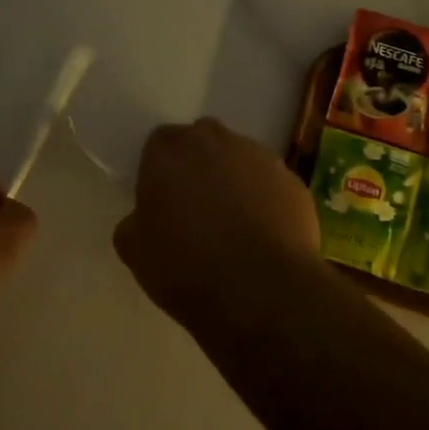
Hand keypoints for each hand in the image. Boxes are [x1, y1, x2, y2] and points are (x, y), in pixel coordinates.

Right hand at [113, 118, 325, 329]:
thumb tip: (146, 218)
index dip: (160, 173)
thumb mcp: (134, 251)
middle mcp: (216, 140)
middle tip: (195, 211)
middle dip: (198, 168)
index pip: (159, 145)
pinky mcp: (294, 181)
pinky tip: (263, 238)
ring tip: (234, 228)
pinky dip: (265, 202)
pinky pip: (271, 186)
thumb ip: (134, 221)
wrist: (262, 290)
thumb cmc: (186, 266)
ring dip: (234, 183)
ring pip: (240, 161)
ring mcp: (261, 157)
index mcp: (170, 148)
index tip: (162, 203)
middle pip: (202, 143)